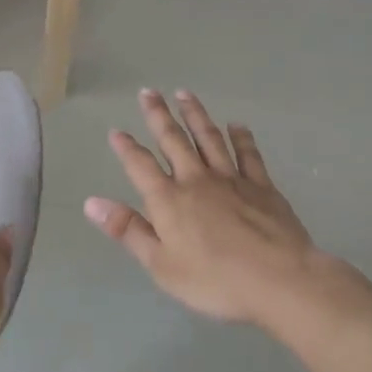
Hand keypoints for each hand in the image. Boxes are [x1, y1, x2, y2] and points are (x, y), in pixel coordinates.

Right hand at [85, 88, 320, 327]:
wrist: (280, 280)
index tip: (116, 131)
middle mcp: (196, 180)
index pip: (140, 166)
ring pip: (209, 138)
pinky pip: (248, 154)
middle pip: (174, 141)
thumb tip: (91, 203)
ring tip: (185, 94)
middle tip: (148, 92)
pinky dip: (241, 137)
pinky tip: (237, 125)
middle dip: (159, 115)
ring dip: (195, 115)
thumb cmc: (215, 280)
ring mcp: (231, 179)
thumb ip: (128, 230)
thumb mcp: (161, 264)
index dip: (126, 148)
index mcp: (169, 200)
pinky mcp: (262, 186)